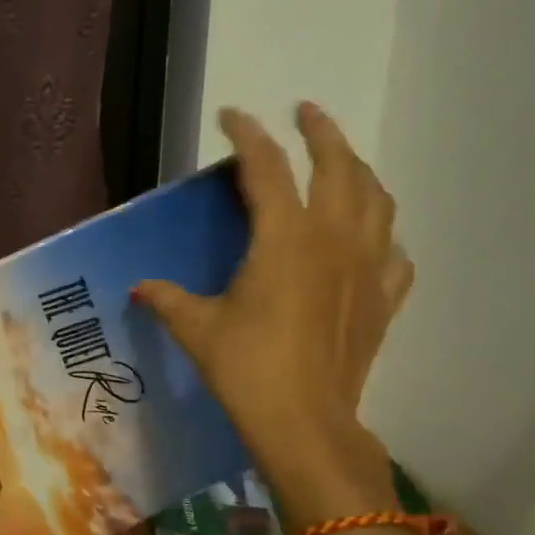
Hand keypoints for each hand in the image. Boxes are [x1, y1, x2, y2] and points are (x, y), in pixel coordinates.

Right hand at [134, 105, 412, 521]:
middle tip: (306, 112)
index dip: (248, 135)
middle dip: (322, 132)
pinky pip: (394, 252)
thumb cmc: (246, 368)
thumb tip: (140, 287)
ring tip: (344, 162)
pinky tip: (373, 239)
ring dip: (359, 170)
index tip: (234, 115)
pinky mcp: (384, 299)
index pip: (267, 168)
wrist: (305, 422)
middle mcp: (334, 239)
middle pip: (339, 166)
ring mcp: (368, 267)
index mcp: (286, 238)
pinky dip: (383, 234)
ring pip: (376, 199)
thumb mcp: (196, 329)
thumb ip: (167, 299)